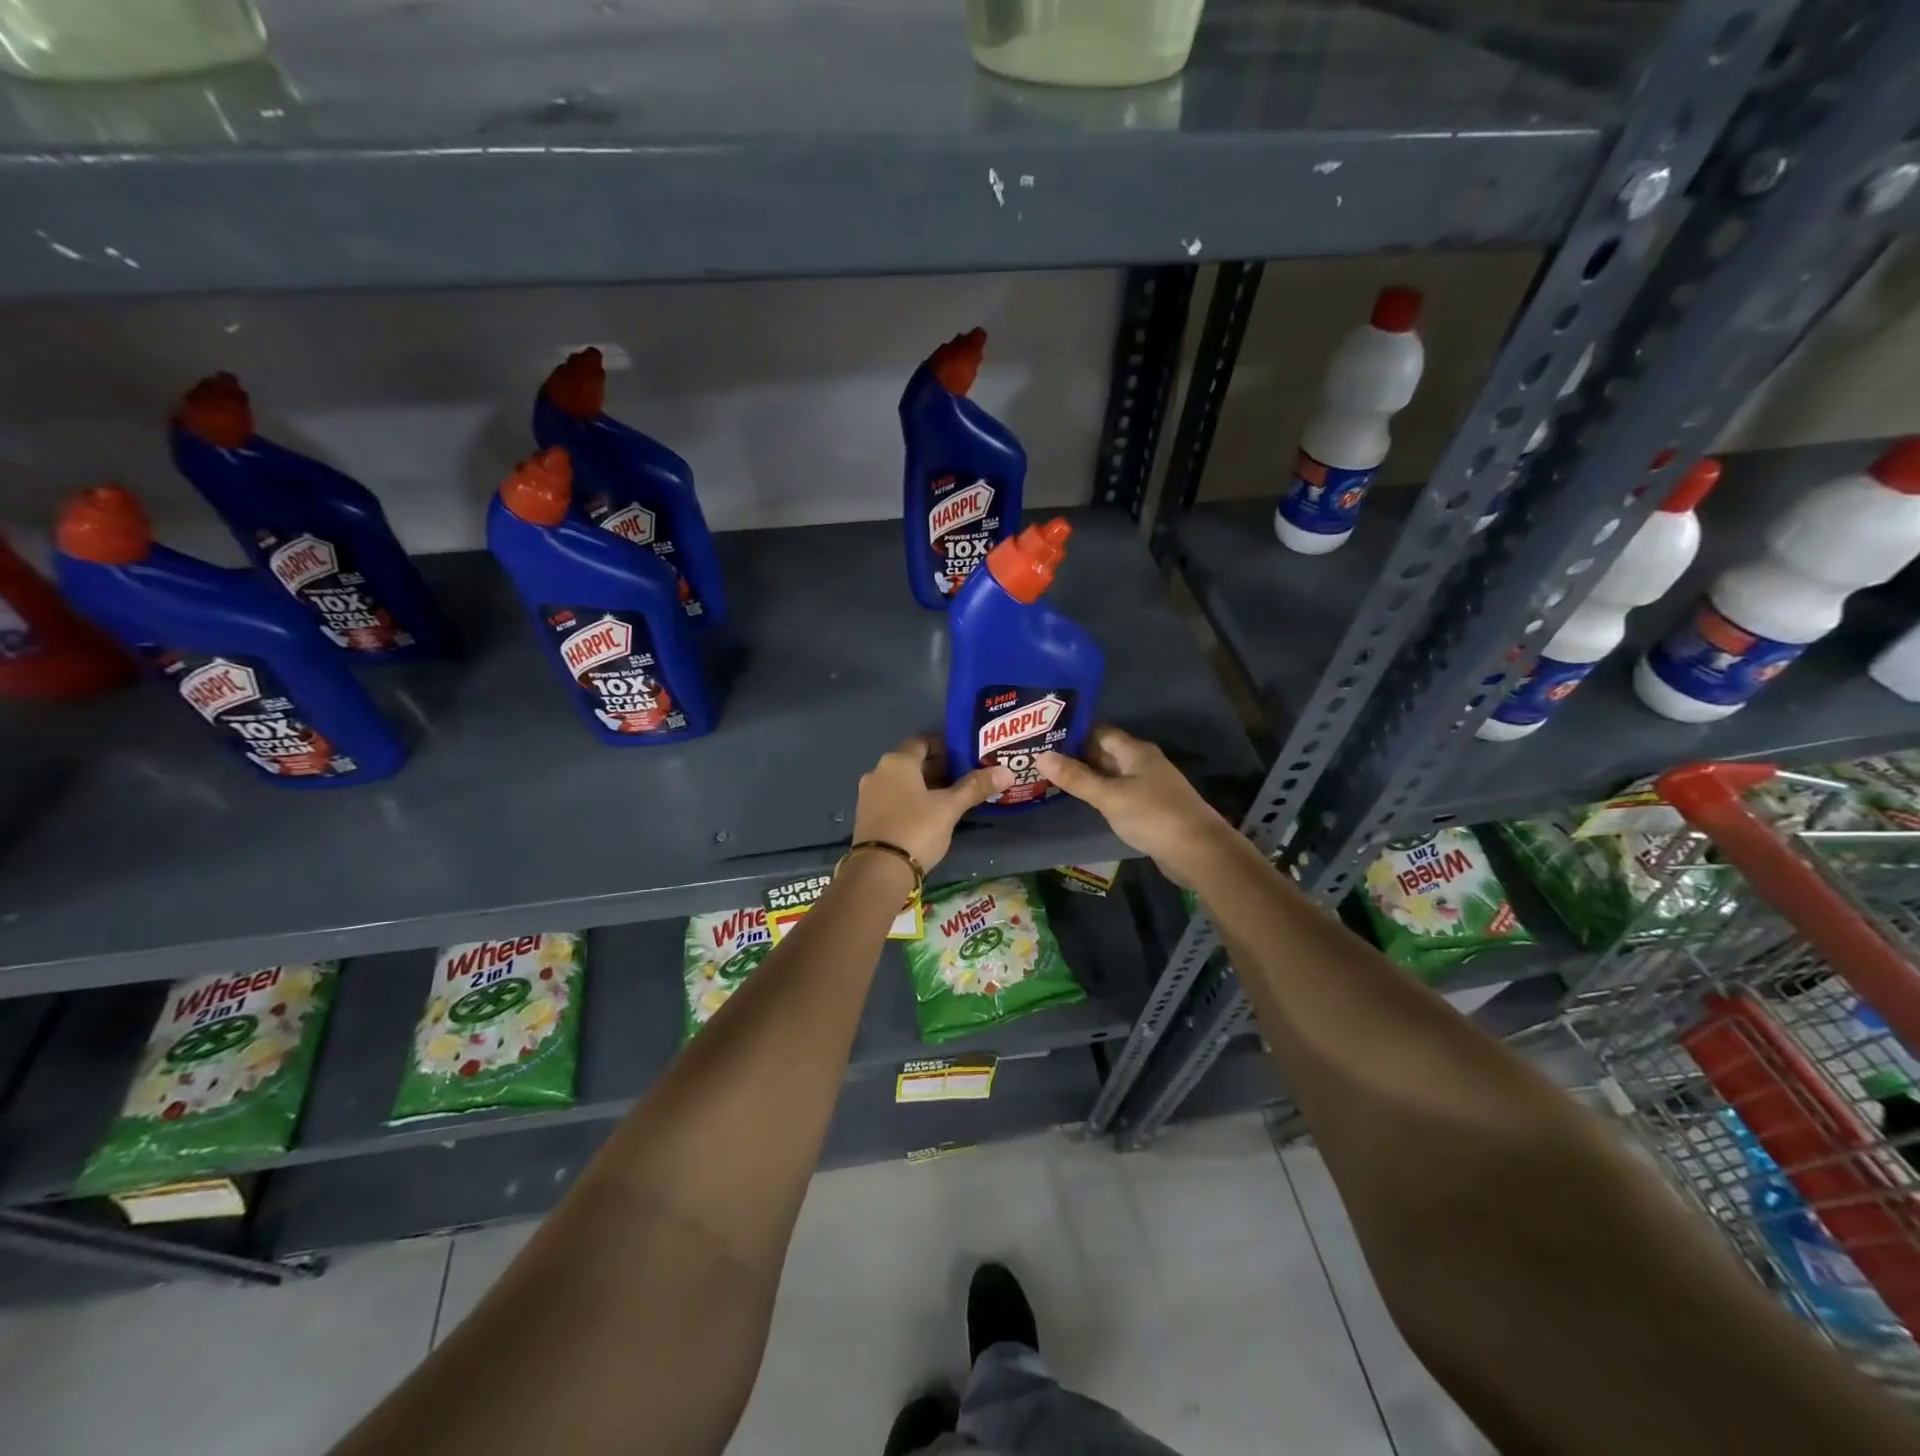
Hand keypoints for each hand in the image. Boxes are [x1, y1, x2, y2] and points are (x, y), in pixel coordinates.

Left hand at [853, 735, 1013, 871]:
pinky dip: (909, 802)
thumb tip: (1006, 772)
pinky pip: (891, 800)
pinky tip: (926, 817)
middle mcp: (878, 772)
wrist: (878, 870)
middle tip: (962, 779)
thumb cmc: (916, 828)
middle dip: (936, 769)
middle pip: (911, 763)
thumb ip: (975, 787)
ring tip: (948, 799)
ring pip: (901, 783)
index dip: (944, 746)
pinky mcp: (864, 818)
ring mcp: (868, 796)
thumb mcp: (949, 808)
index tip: (964, 757)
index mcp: (897, 762)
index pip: (922, 742)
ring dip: (923, 787)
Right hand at [1037, 726, 1236, 886]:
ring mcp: (1147, 785)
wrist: (1198, 851)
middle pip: (1104, 751)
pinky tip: (1081, 799)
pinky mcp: (1149, 807)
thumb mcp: (1110, 796)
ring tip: (1051, 776)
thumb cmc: (1153, 816)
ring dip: (1086, 775)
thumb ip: (1076, 778)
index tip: (1043, 734)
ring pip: (1111, 773)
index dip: (1073, 731)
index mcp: (1135, 751)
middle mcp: (1142, 763)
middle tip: (1039, 756)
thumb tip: (1041, 756)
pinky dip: (1100, 793)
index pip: (1099, 731)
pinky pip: (1118, 792)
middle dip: (1075, 754)